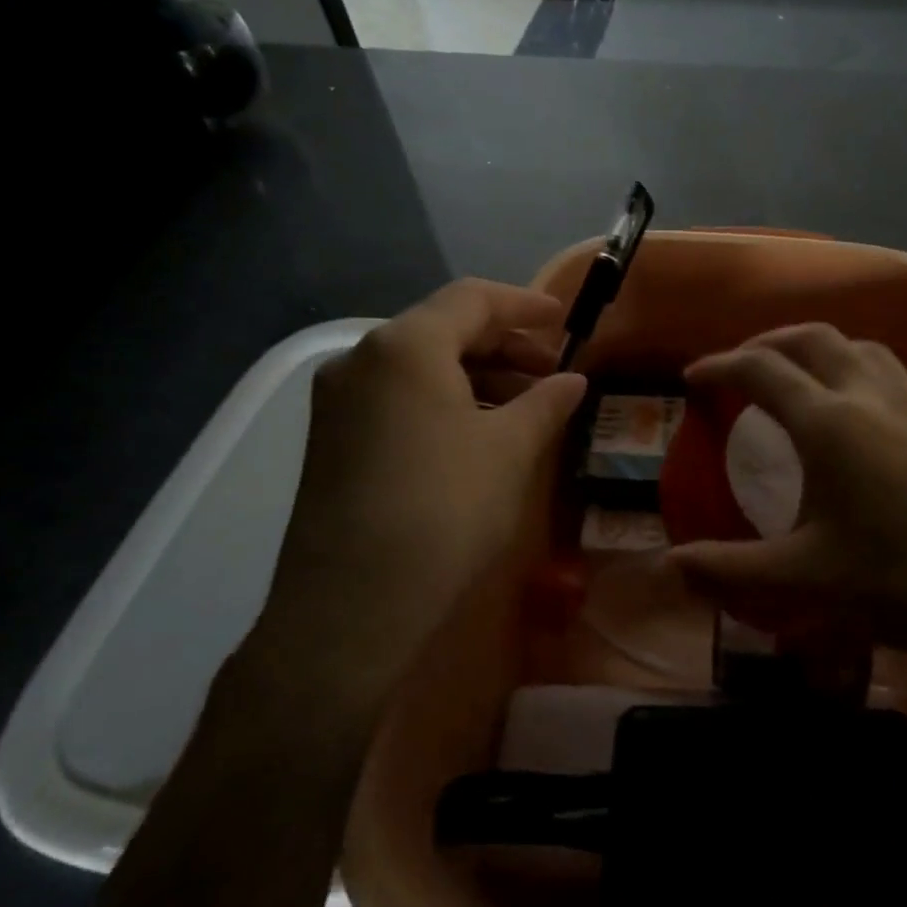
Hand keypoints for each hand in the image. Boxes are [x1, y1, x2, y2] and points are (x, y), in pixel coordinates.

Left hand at [246, 280, 585, 709]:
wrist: (354, 608)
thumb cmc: (446, 509)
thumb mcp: (510, 449)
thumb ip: (546, 402)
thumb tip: (573, 380)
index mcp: (405, 345)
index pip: (473, 299)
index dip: (526, 305)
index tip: (566, 321)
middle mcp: (362, 360)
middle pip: (443, 328)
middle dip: (504, 344)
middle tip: (552, 371)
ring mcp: (340, 402)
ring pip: (420, 366)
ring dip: (477, 375)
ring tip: (526, 405)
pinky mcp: (334, 441)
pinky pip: (399, 399)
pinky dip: (446, 401)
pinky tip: (480, 433)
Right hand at [664, 324, 906, 683]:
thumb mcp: (808, 581)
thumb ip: (731, 571)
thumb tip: (668, 566)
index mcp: (829, 421)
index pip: (760, 370)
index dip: (719, 366)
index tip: (693, 379)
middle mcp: (871, 395)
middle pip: (812, 338)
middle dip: (768, 343)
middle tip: (741, 366)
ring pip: (860, 349)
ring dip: (819, 350)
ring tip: (800, 379)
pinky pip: (893, 376)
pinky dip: (860, 374)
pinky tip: (864, 416)